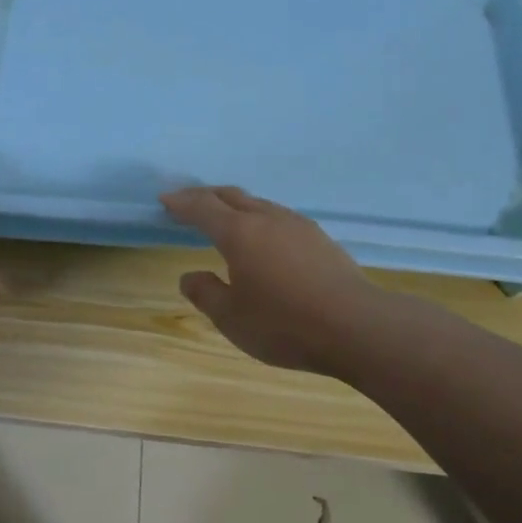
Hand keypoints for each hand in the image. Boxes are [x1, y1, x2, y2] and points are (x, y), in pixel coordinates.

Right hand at [161, 186, 389, 377]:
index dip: (181, 203)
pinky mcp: (320, 238)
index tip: (165, 201)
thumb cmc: (284, 324)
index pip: (203, 208)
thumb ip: (206, 293)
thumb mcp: (232, 318)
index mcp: (239, 233)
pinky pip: (279, 217)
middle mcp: (267, 219)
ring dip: (236, 206)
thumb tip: (190, 276)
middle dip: (206, 196)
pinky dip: (259, 219)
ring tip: (226, 219)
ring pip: (259, 204)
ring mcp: (298, 225)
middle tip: (189, 203)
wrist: (356, 326)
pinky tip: (265, 238)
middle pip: (231, 196)